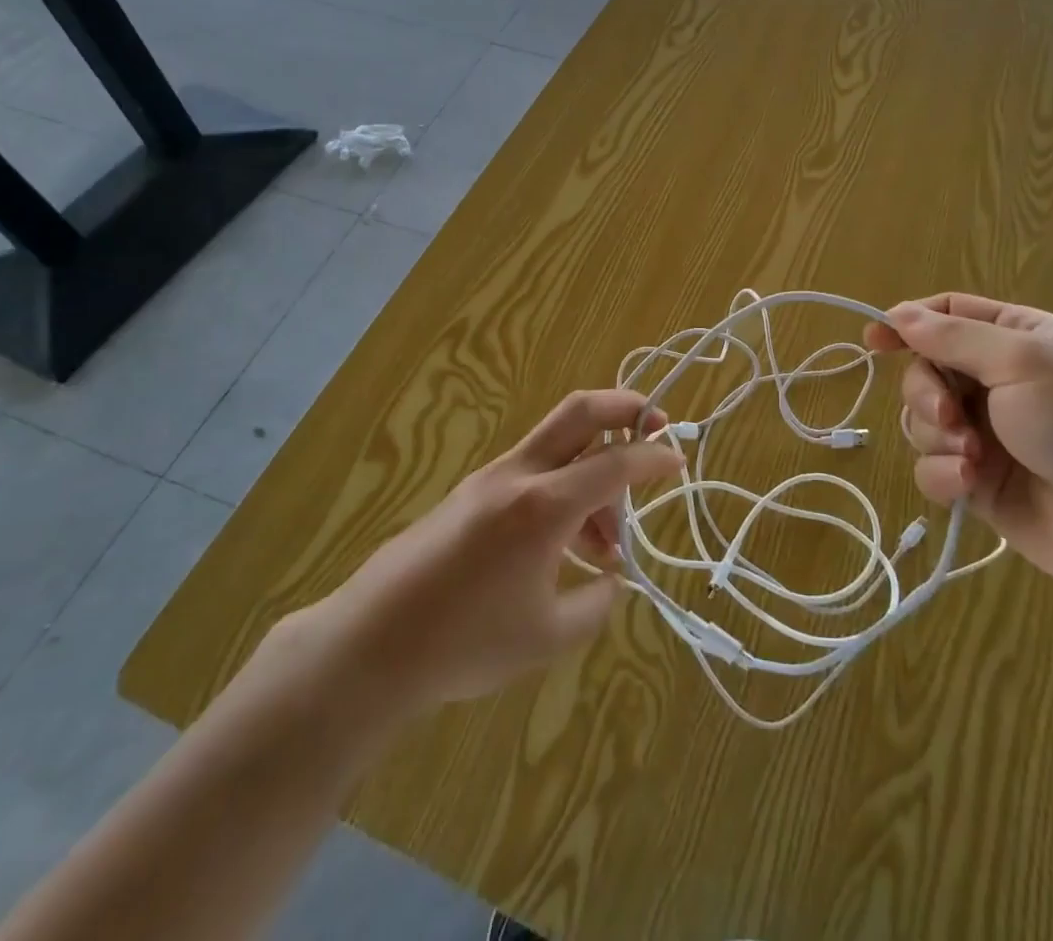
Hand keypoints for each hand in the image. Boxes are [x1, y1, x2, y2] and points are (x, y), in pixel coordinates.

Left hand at [304, 391, 680, 707]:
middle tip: (656, 427)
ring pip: (560, 445)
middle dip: (625, 407)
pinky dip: (566, 489)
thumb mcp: (548, 636)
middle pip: (580, 411)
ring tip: (608, 545)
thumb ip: (595, 602)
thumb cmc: (465, 643)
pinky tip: (568, 547)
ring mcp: (491, 478)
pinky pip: (535, 472)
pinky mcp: (473, 493)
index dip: (656, 457)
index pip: (616, 463)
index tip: (680, 459)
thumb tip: (608, 578)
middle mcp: (520, 475)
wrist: (372, 644)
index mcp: (544, 506)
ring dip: (596, 470)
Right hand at [863, 294, 1052, 599]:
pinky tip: (967, 484)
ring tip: (972, 457)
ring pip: (922, 421)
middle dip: (926, 393)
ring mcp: (988, 434)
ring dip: (936, 437)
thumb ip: (953, 337)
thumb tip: (898, 314)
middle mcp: (998, 382)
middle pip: (926, 370)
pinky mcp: (980, 483)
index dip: (907, 323)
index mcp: (1016, 339)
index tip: (874, 341)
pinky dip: (942, 474)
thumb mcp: (1023, 362)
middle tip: (949, 415)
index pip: (948, 315)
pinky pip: (933, 467)